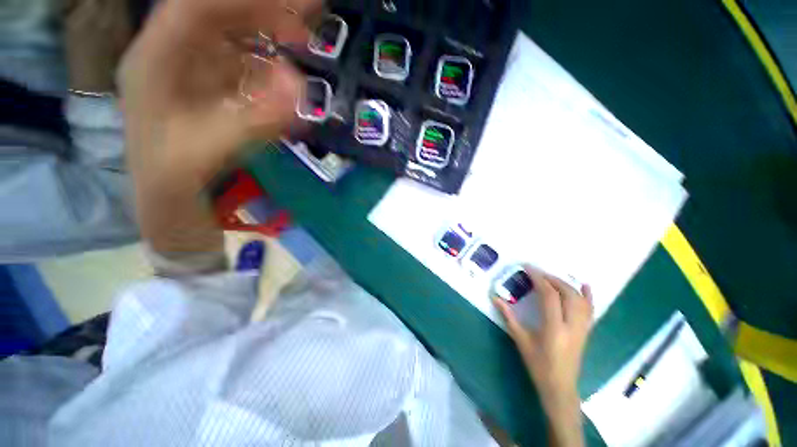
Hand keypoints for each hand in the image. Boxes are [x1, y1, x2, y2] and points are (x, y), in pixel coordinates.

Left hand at [117, 0, 319, 256]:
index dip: (241, 2)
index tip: (289, 3)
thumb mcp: (208, 149)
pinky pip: (240, 64)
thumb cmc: (177, 174)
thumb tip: (299, 89)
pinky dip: (267, 62)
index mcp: (154, 62)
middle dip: (263, 11)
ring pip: (231, 37)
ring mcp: (191, 71)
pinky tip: (287, 69)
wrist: (169, 195)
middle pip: (216, 16)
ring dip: (268, 33)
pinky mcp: (209, 88)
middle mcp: (171, 56)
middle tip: (307, 10)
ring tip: (303, 33)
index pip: (195, 10)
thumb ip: (252, 121)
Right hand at [493, 268, 593, 446]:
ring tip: (551, 278)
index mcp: (554, 328)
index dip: (539, 279)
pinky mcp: (586, 332)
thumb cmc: (538, 365)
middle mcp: (571, 326)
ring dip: (566, 285)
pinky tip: (584, 286)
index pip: (549, 296)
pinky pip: (590, 311)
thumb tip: (494, 298)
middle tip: (537, 273)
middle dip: (552, 279)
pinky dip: (588, 296)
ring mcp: (582, 329)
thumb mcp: (520, 340)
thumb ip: (508, 317)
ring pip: (580, 300)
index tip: (528, 268)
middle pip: (567, 294)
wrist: (560, 387)